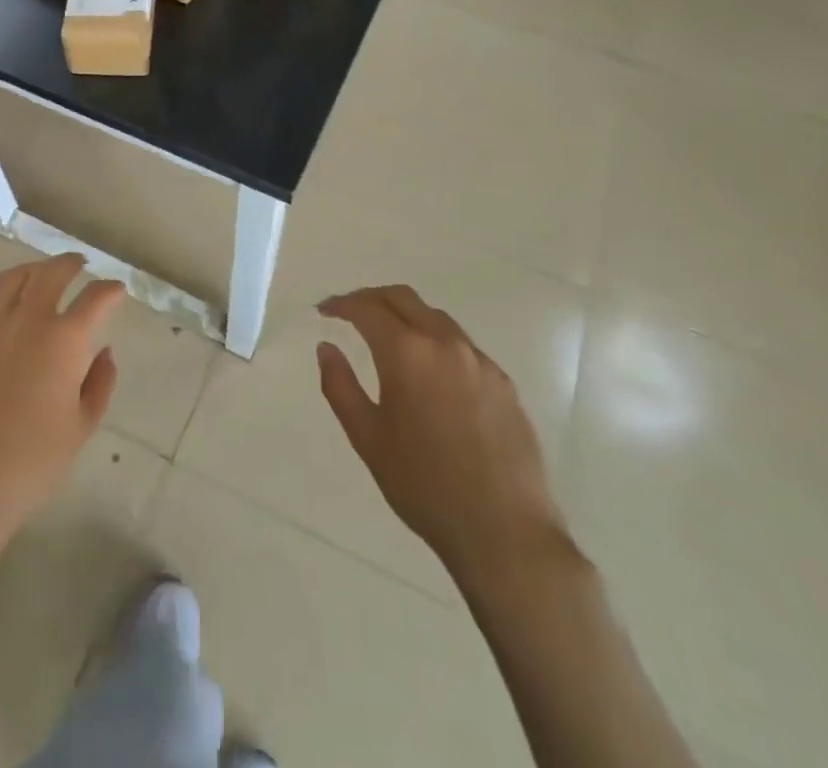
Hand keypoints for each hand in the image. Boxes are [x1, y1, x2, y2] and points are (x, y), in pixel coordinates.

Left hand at [0, 254, 123, 555]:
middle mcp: (25, 320)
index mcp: (63, 340)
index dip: (110, 290)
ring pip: (11, 280)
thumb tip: (104, 352)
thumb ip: (99, 384)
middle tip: (78, 266)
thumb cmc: (30, 465)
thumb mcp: (80, 429)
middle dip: (70, 264)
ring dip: (32, 272)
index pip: (95, 297)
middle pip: (51, 273)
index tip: (116, 290)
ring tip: (38, 278)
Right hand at [317, 285, 571, 585]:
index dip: (341, 304)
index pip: (367, 308)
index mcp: (407, 353)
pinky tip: (429, 371)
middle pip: (403, 298)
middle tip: (350, 312)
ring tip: (386, 337)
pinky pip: (461, 344)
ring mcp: (479, 359)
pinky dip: (434, 340)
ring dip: (405, 315)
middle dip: (371, 298)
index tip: (323, 311)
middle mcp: (444, 343)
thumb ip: (340, 386)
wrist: (504, 530)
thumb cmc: (424, 485)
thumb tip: (326, 348)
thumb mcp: (367, 438)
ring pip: (435, 317)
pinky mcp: (502, 380)